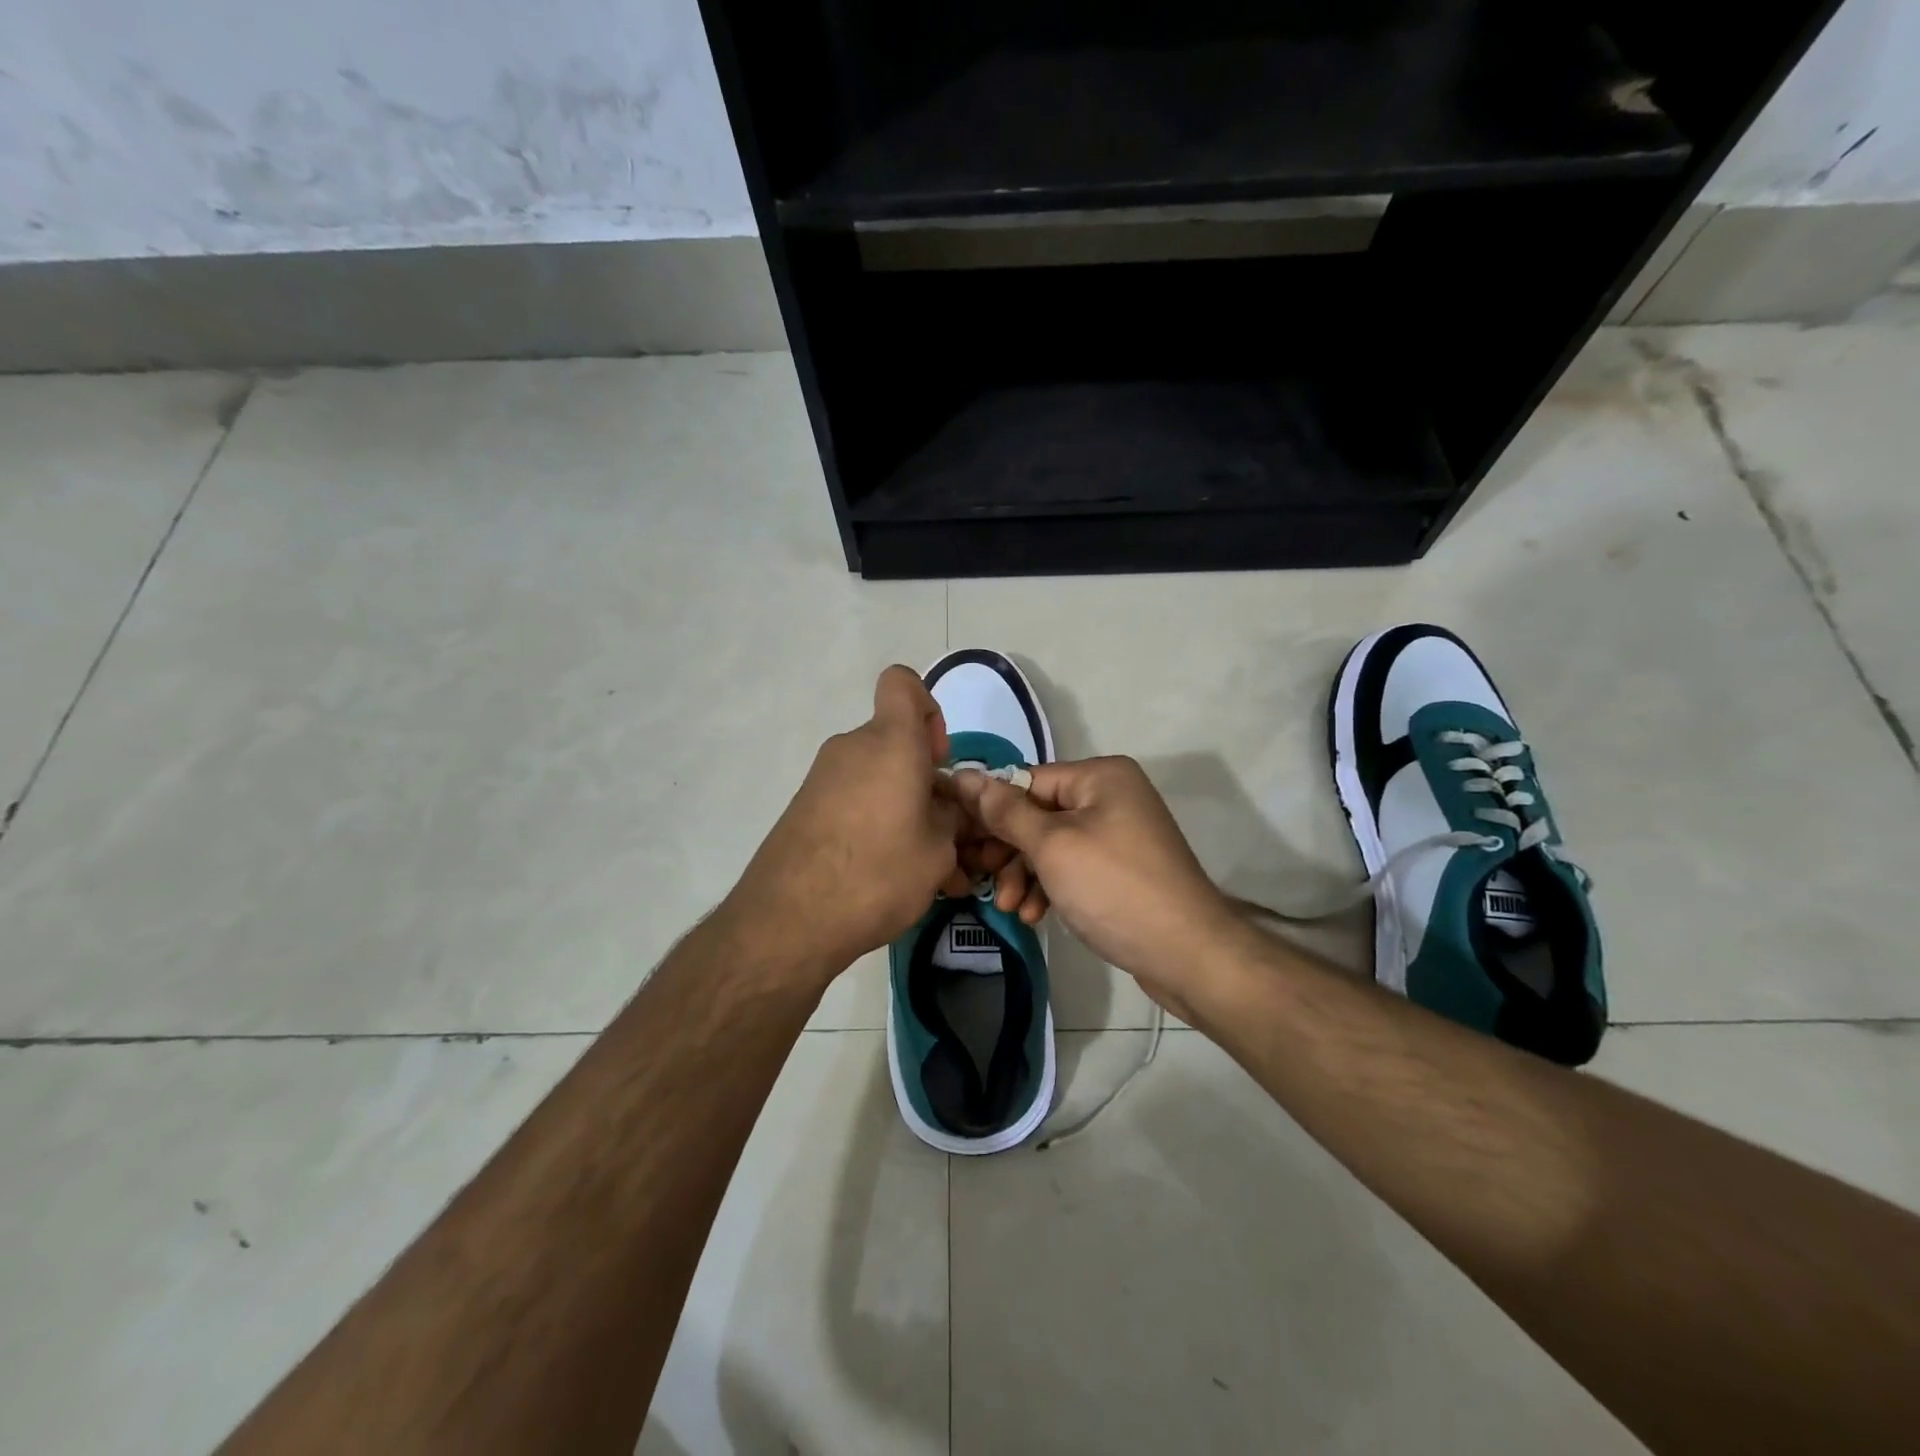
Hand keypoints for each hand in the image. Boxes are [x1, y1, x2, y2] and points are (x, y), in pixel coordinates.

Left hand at [724, 666, 970, 978]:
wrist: (788, 920)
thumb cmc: (877, 874)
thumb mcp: (938, 852)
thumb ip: (951, 818)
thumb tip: (944, 807)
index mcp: (890, 743)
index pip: (903, 683)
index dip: (927, 708)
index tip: (936, 758)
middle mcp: (852, 748)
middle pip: (894, 742)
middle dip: (922, 778)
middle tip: (941, 832)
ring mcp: (822, 777)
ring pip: (875, 776)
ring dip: (900, 807)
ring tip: (918, 864)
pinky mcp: (804, 807)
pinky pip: (851, 799)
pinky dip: (872, 822)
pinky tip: (883, 871)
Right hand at [949, 757, 1241, 1017]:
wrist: (1187, 953)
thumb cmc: (1113, 888)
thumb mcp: (1052, 846)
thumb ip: (1006, 812)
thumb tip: (965, 775)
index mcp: (1100, 776)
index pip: (1028, 781)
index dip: (992, 811)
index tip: (963, 843)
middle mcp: (1112, 796)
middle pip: (1039, 814)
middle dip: (1009, 851)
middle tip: (981, 879)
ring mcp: (1119, 834)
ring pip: (1053, 845)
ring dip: (1025, 875)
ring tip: (1009, 907)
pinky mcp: (1122, 869)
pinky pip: (1074, 867)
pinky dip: (1051, 886)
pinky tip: (1033, 915)